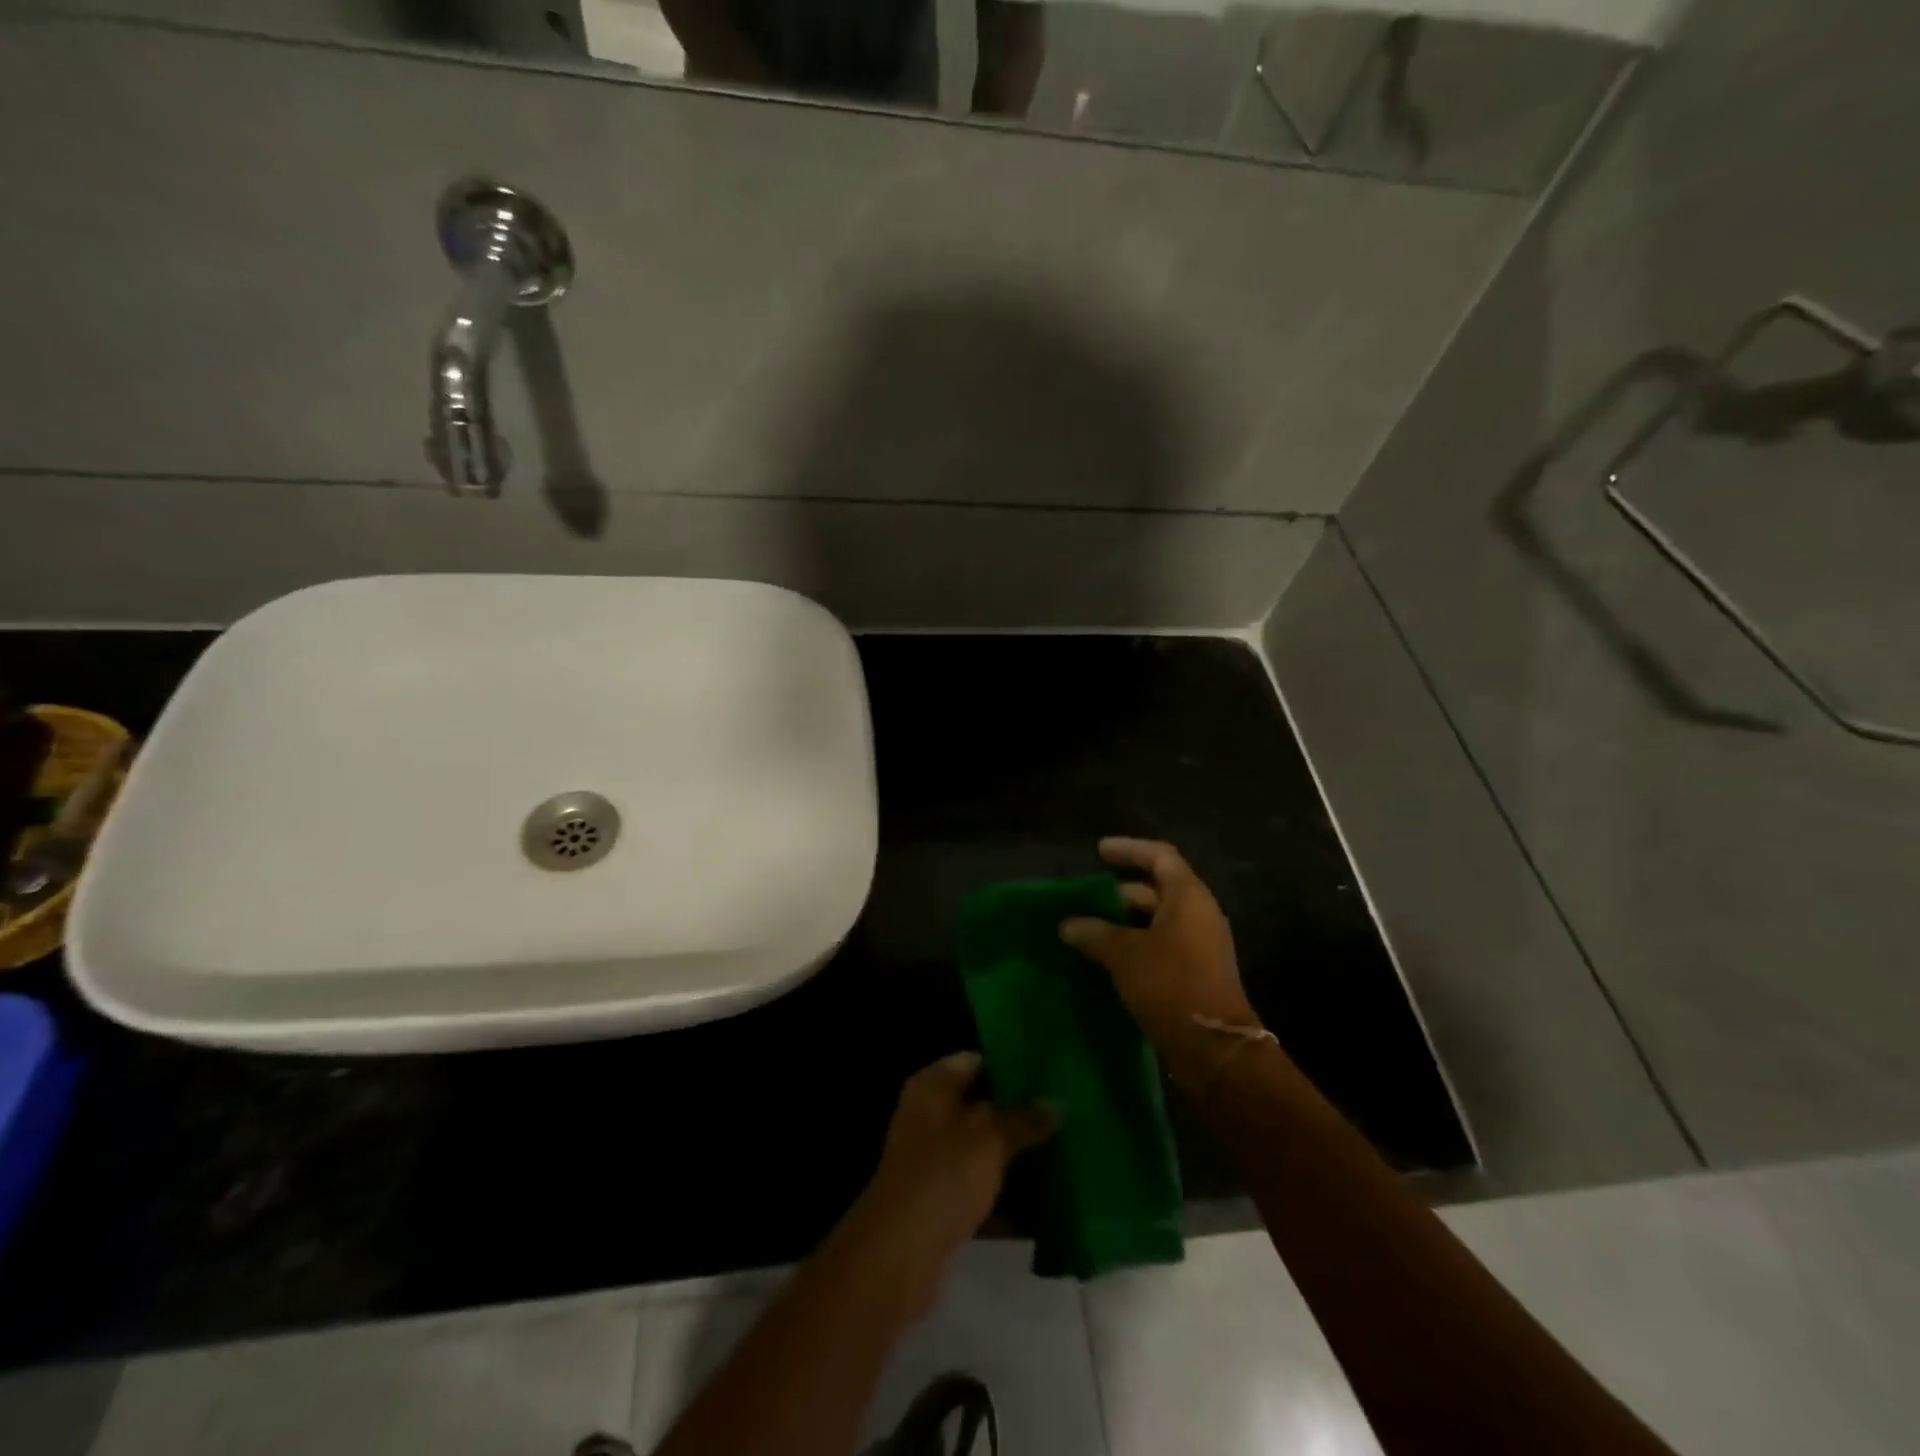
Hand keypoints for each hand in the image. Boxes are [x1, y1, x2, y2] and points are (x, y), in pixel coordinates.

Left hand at [837, 1052, 1053, 1321]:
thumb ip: (1024, 1119)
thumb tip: (1056, 1103)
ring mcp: (934, 1160)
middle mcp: (929, 1116)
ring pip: (984, 1149)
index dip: (1012, 1065)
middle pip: (982, 1106)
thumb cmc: (943, 1177)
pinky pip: (982, 1188)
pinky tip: (1047, 1201)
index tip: (1051, 1074)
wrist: (897, 1256)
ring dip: (1018, 1155)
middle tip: (1066, 1115)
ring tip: (1065, 1153)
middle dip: (1021, 1114)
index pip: (977, 1061)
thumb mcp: (990, 1140)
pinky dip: (1007, 1194)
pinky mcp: (941, 1201)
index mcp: (933, 1087)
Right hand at [1059, 838, 1261, 1086]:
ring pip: (1157, 920)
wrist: (1213, 1046)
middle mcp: (1198, 915)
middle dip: (1120, 891)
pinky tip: (1105, 958)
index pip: (1159, 856)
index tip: (1099, 851)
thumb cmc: (1170, 984)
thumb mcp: (1124, 954)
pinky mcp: (1195, 973)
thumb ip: (1094, 933)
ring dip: (1124, 922)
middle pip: (1157, 888)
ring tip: (1088, 928)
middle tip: (1085, 898)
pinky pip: (1160, 946)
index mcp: (1188, 897)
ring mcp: (1199, 945)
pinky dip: (1133, 945)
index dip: (1129, 849)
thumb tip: (1068, 924)